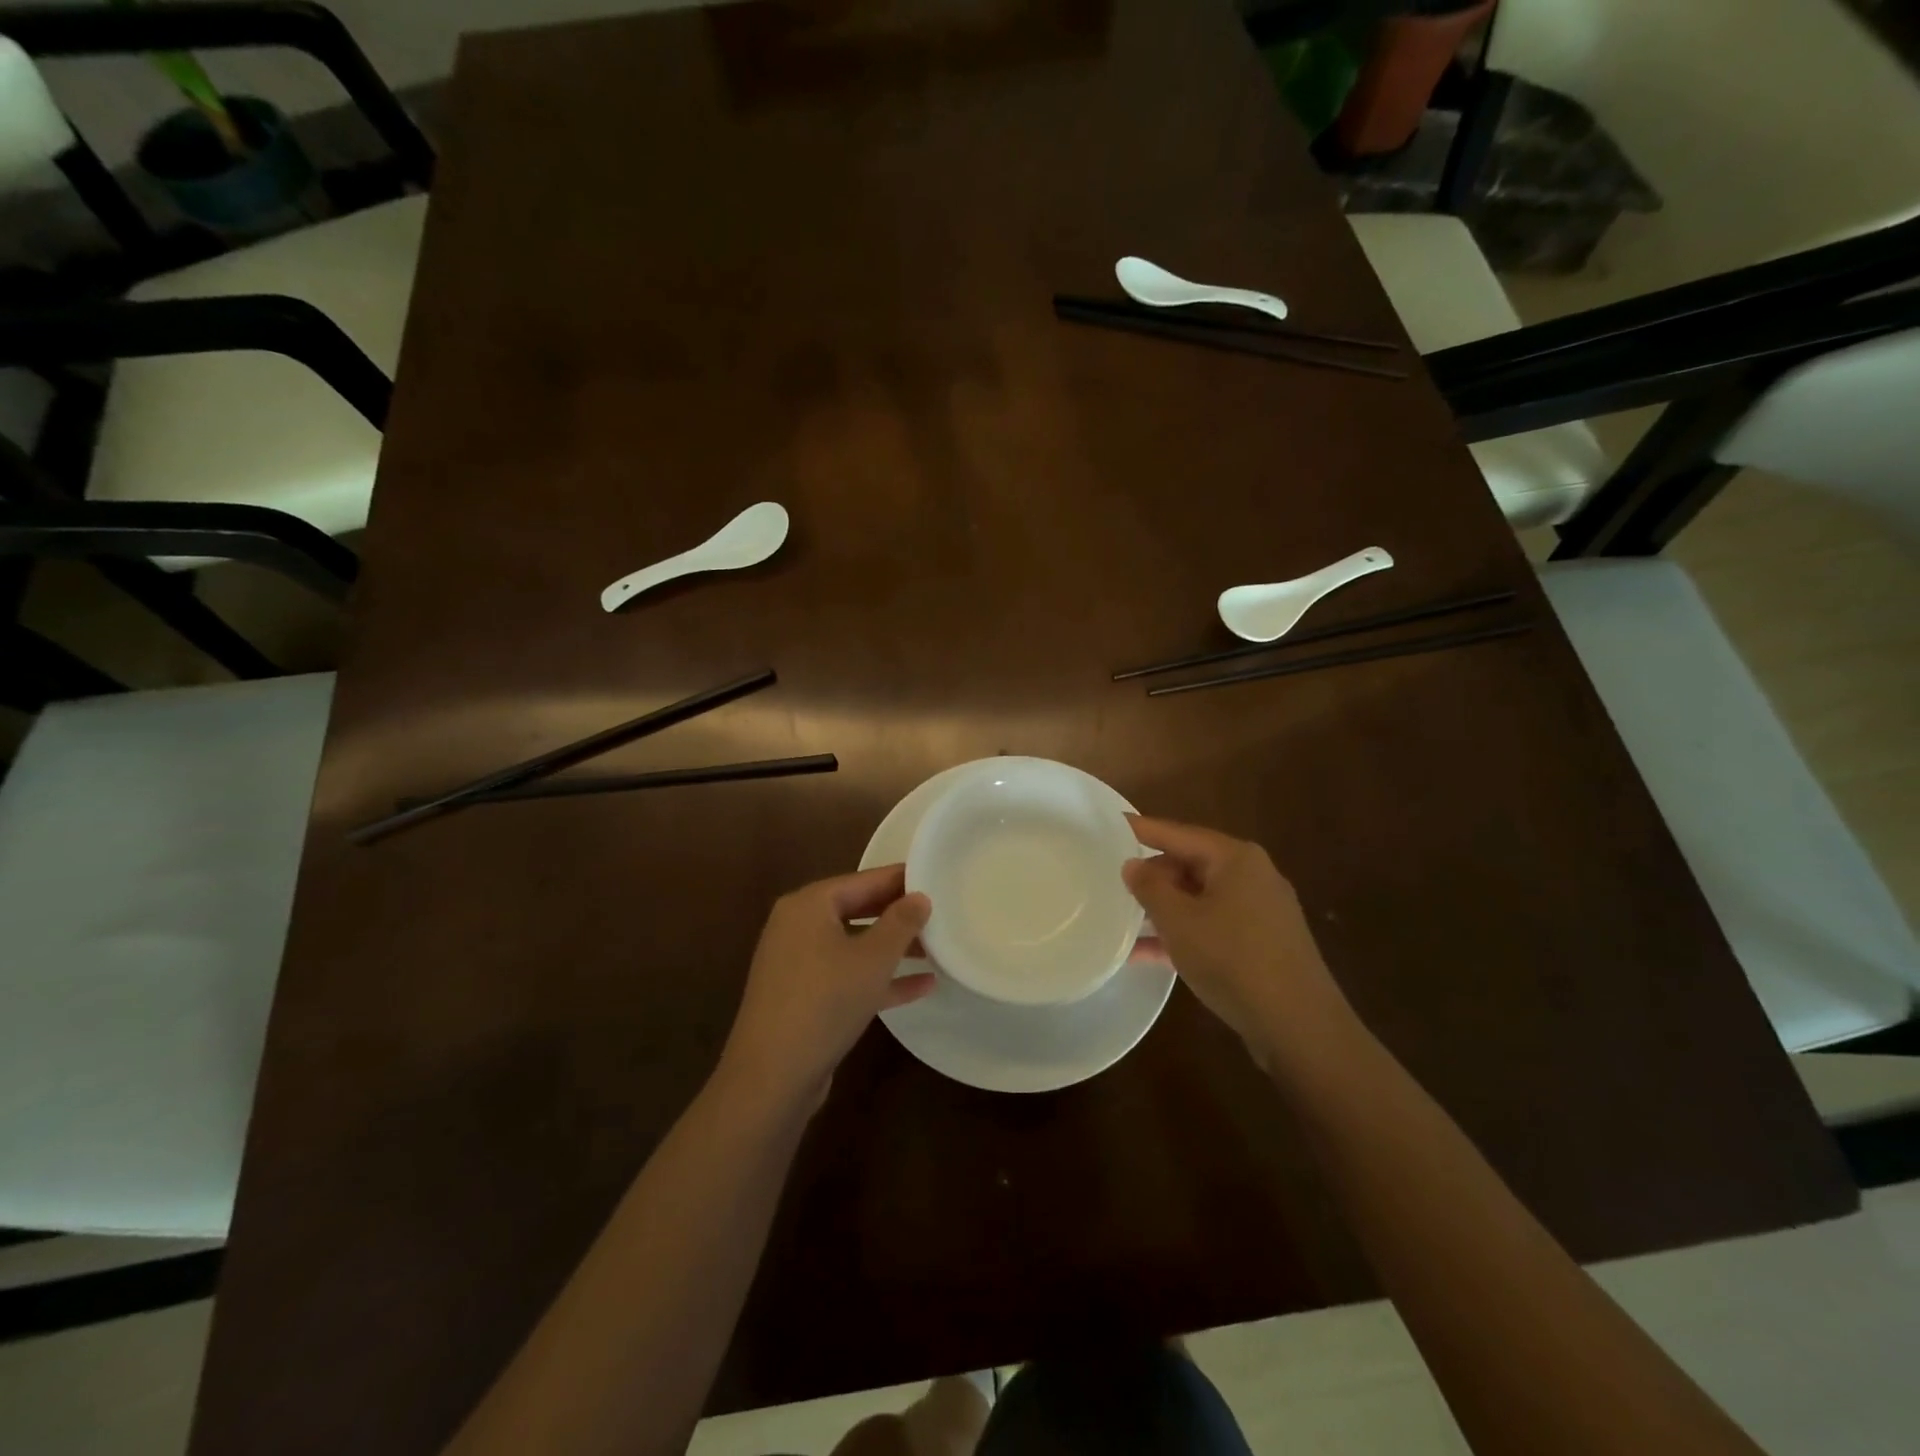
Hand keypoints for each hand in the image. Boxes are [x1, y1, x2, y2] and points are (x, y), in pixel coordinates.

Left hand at [720, 864, 933, 1106]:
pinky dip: (877, 977)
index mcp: (808, 905)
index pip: (863, 879)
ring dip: (892, 948)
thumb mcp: (874, 958)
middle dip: (898, 914)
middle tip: (939, 912)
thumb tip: (920, 896)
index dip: (901, 879)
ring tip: (936, 949)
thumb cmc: (826, 1001)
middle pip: (857, 909)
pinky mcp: (802, 997)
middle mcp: (797, 926)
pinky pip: (846, 975)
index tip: (935, 877)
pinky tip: (921, 986)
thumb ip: (901, 922)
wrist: (772, 1076)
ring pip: (853, 944)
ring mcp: (797, 963)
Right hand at [1122, 816, 1353, 1069]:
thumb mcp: (1179, 921)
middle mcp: (1252, 876)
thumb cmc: (1233, 959)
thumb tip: (1133, 865)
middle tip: (1112, 883)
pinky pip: (1213, 927)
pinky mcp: (1262, 944)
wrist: (1299, 1026)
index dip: (1141, 829)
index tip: (1110, 824)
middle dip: (1152, 876)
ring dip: (1163, 910)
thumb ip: (1150, 888)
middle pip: (1190, 864)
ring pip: (1199, 899)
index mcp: (1235, 858)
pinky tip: (1147, 954)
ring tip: (1122, 918)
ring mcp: (1260, 912)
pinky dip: (1184, 934)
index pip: (1177, 833)